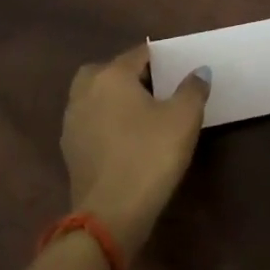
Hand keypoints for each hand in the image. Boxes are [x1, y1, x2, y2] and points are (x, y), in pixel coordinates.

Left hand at [62, 43, 209, 258]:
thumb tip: (200, 71)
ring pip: (94, 97)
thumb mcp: (184, 119)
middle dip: (129, 75)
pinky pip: (90, 123)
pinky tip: (126, 140)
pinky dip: (105, 123)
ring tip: (142, 115)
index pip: (138, 54)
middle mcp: (85, 91)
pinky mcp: (70, 150)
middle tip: (155, 89)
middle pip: (107, 71)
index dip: (160, 59)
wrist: (110, 215)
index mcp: (111, 76)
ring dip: (113, 100)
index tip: (178, 69)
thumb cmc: (150, 156)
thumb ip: (193, 89)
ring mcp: (72, 122)